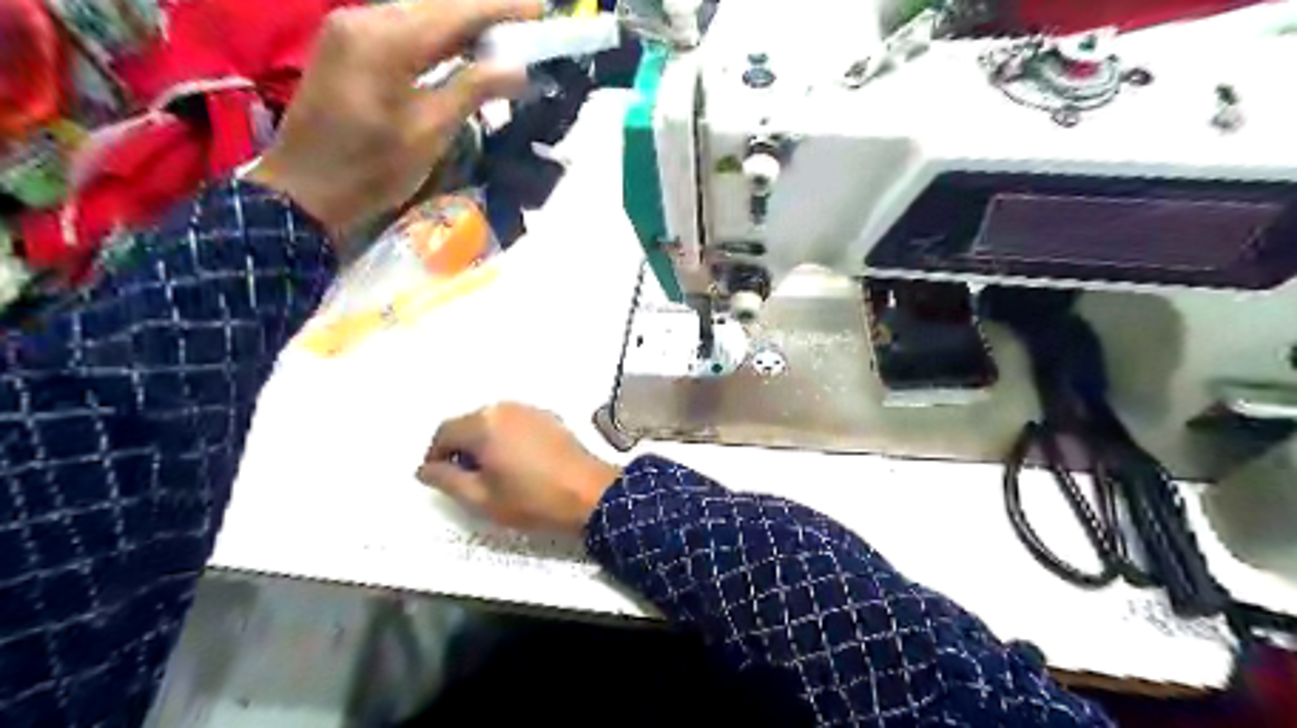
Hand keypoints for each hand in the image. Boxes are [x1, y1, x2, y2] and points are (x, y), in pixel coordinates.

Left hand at [250, 0, 540, 236]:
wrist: (303, 188)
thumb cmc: (371, 169)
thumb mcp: (428, 133)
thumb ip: (471, 91)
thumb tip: (518, 68)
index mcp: (386, 41)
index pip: (455, 13)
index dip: (500, 9)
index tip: (540, 8)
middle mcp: (364, 19)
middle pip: (435, 6)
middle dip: (483, 13)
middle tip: (527, 24)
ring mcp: (349, 29)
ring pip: (418, 14)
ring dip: (460, 24)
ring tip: (502, 36)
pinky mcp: (345, 45)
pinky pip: (400, 27)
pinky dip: (435, 35)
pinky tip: (459, 48)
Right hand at [416, 403, 617, 533]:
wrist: (589, 493)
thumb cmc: (532, 499)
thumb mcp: (482, 498)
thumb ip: (447, 480)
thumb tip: (424, 469)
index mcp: (484, 424)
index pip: (444, 432)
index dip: (436, 456)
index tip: (439, 479)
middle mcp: (505, 408)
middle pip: (468, 423)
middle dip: (460, 448)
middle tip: (465, 479)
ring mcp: (530, 409)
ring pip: (492, 422)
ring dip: (483, 442)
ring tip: (491, 473)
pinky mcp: (548, 417)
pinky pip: (514, 423)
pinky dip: (506, 438)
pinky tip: (517, 463)